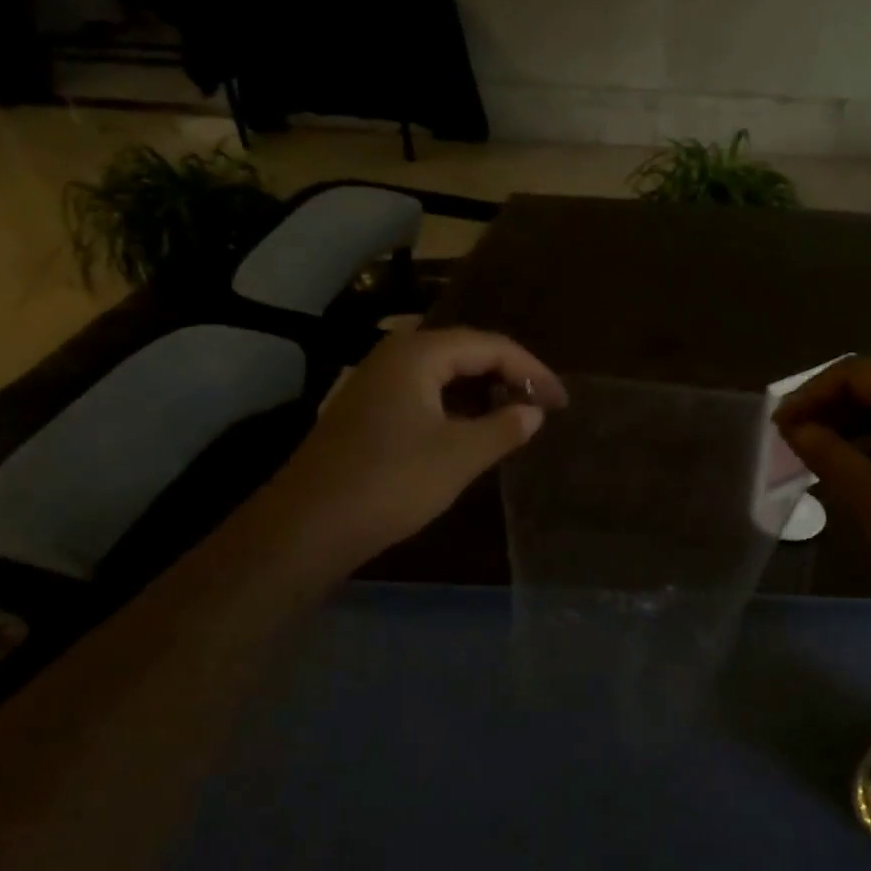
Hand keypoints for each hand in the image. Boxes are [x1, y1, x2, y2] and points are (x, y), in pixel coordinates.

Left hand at [288, 327, 566, 558]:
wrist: (309, 525)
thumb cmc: (392, 482)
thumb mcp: (459, 456)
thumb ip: (504, 428)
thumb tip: (533, 413)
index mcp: (419, 354)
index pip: (490, 345)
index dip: (533, 370)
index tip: (561, 401)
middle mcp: (395, 356)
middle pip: (466, 352)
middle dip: (509, 375)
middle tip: (542, 405)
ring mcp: (376, 383)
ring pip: (443, 374)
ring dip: (483, 391)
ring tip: (515, 416)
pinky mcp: (367, 411)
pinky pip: (424, 393)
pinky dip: (456, 406)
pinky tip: (472, 430)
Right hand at [773, 358, 870, 596]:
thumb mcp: (867, 492)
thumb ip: (825, 451)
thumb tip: (794, 429)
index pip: (854, 373)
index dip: (810, 394)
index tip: (780, 425)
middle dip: (829, 407)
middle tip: (793, 438)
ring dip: (852, 425)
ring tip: (818, 453)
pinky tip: (857, 467)